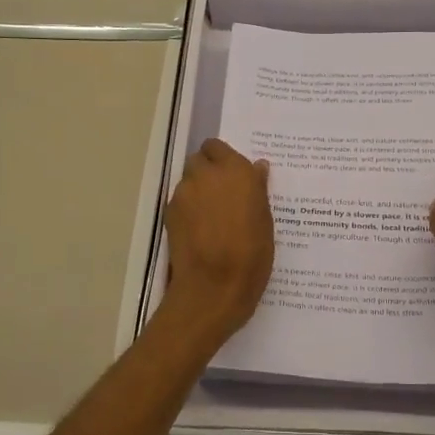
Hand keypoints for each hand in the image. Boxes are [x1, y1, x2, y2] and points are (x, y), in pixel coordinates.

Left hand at [161, 138, 274, 343]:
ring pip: (188, 180)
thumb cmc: (251, 255)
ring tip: (211, 216)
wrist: (213, 286)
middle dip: (208, 171)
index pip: (218, 147)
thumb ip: (258, 189)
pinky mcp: (169, 212)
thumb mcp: (266, 221)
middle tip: (222, 194)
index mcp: (236, 171)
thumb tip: (257, 168)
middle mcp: (207, 174)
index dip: (223, 159)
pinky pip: (180, 201)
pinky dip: (188, 208)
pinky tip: (199, 230)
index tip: (233, 176)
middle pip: (199, 160)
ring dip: (198, 190)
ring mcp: (184, 193)